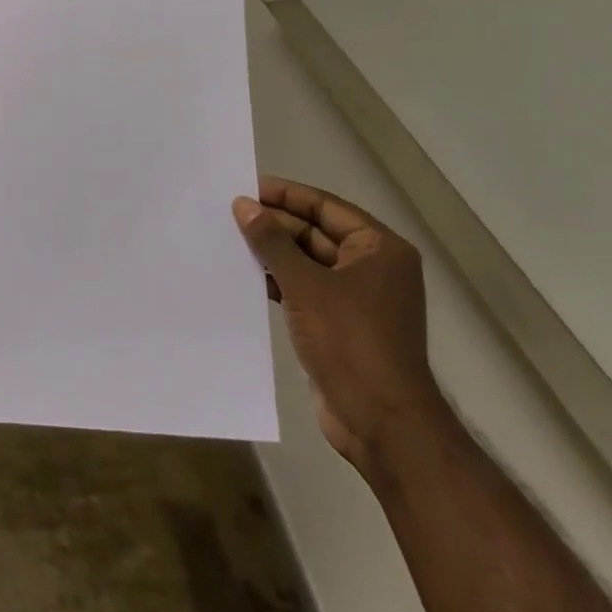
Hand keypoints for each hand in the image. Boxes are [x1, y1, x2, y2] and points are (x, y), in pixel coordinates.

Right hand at [233, 178, 445, 471]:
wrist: (382, 423)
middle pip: (316, 232)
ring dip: (273, 254)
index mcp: (379, 249)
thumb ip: (272, 241)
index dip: (285, 195)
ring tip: (229, 241)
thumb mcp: (306, 285)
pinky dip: (280, 281)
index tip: (245, 188)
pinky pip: (306, 289)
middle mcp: (372, 268)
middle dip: (275, 225)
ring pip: (308, 262)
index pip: (325, 207)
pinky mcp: (341, 324)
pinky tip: (247, 277)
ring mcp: (358, 298)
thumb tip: (243, 204)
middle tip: (229, 215)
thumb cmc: (350, 342)